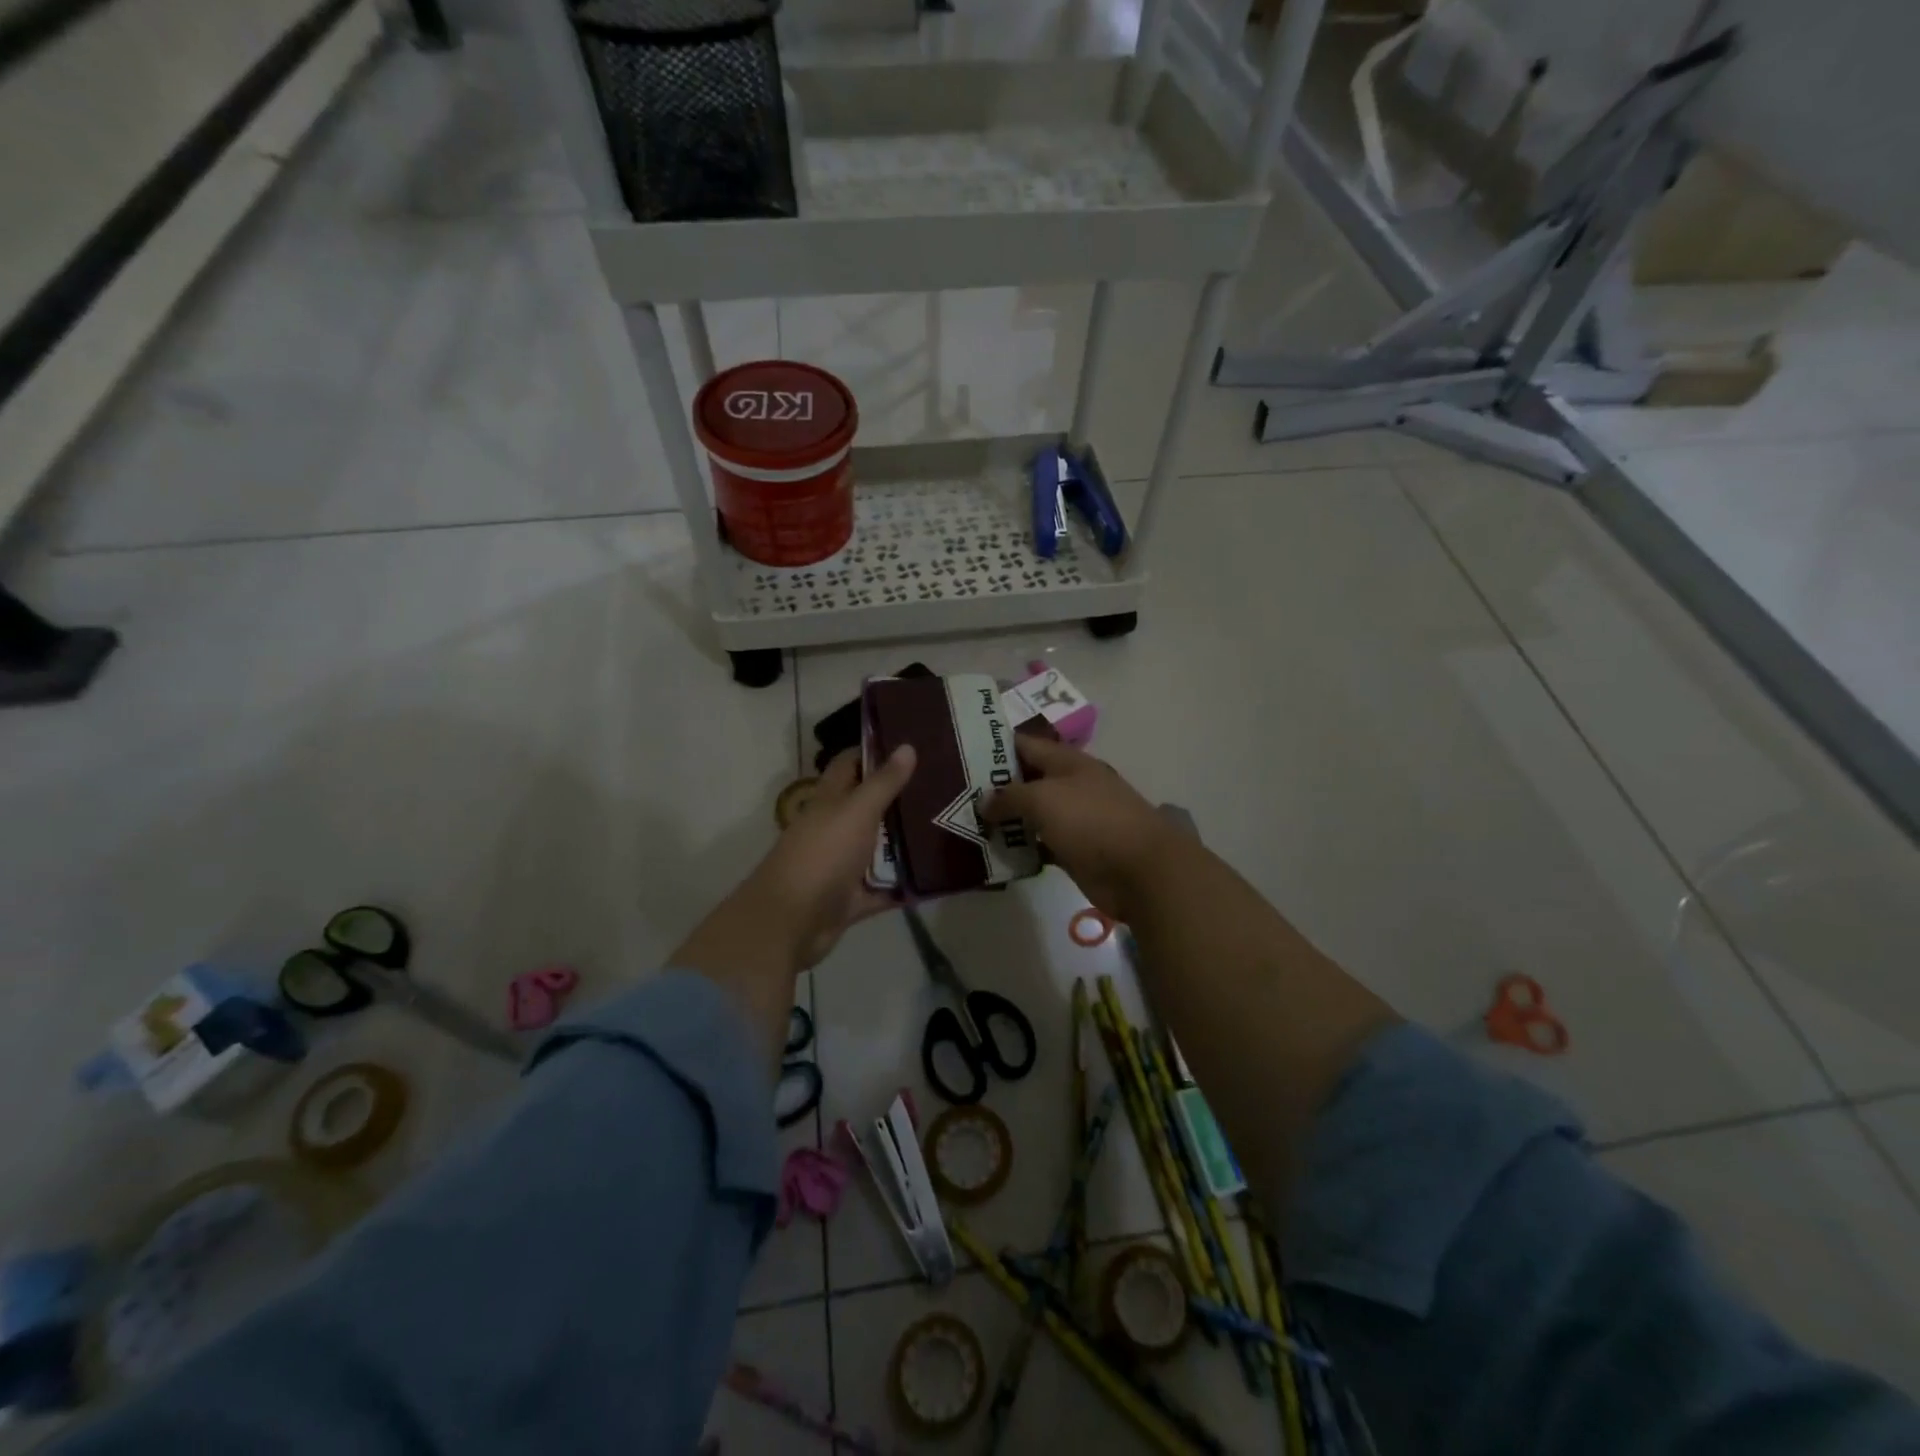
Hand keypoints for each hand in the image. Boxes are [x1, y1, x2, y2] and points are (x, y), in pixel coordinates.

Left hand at [671, 747, 915, 1063]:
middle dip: (901, 798)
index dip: (873, 751)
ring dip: (906, 843)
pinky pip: (884, 889)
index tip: (910, 744)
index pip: (850, 764)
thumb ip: (883, 782)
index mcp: (830, 801)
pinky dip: (904, 886)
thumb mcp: (857, 811)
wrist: (791, 922)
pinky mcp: (851, 899)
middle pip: (870, 807)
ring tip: (948, 828)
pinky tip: (936, 878)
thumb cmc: (822, 855)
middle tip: (942, 787)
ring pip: (879, 849)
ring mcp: (842, 865)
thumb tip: (907, 746)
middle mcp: (835, 829)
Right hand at [980, 736, 1178, 921]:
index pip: (1026, 745)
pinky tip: (995, 853)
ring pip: (1033, 814)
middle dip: (996, 787)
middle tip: (957, 794)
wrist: (1140, 870)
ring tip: (968, 824)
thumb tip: (985, 803)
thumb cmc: (1091, 821)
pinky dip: (1021, 848)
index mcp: (1068, 763)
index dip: (996, 746)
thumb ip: (1010, 796)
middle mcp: (1071, 786)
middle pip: (1028, 780)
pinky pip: (1040, 844)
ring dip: (1006, 820)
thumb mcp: (1044, 798)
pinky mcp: (1075, 850)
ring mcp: (1075, 820)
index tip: (962, 753)